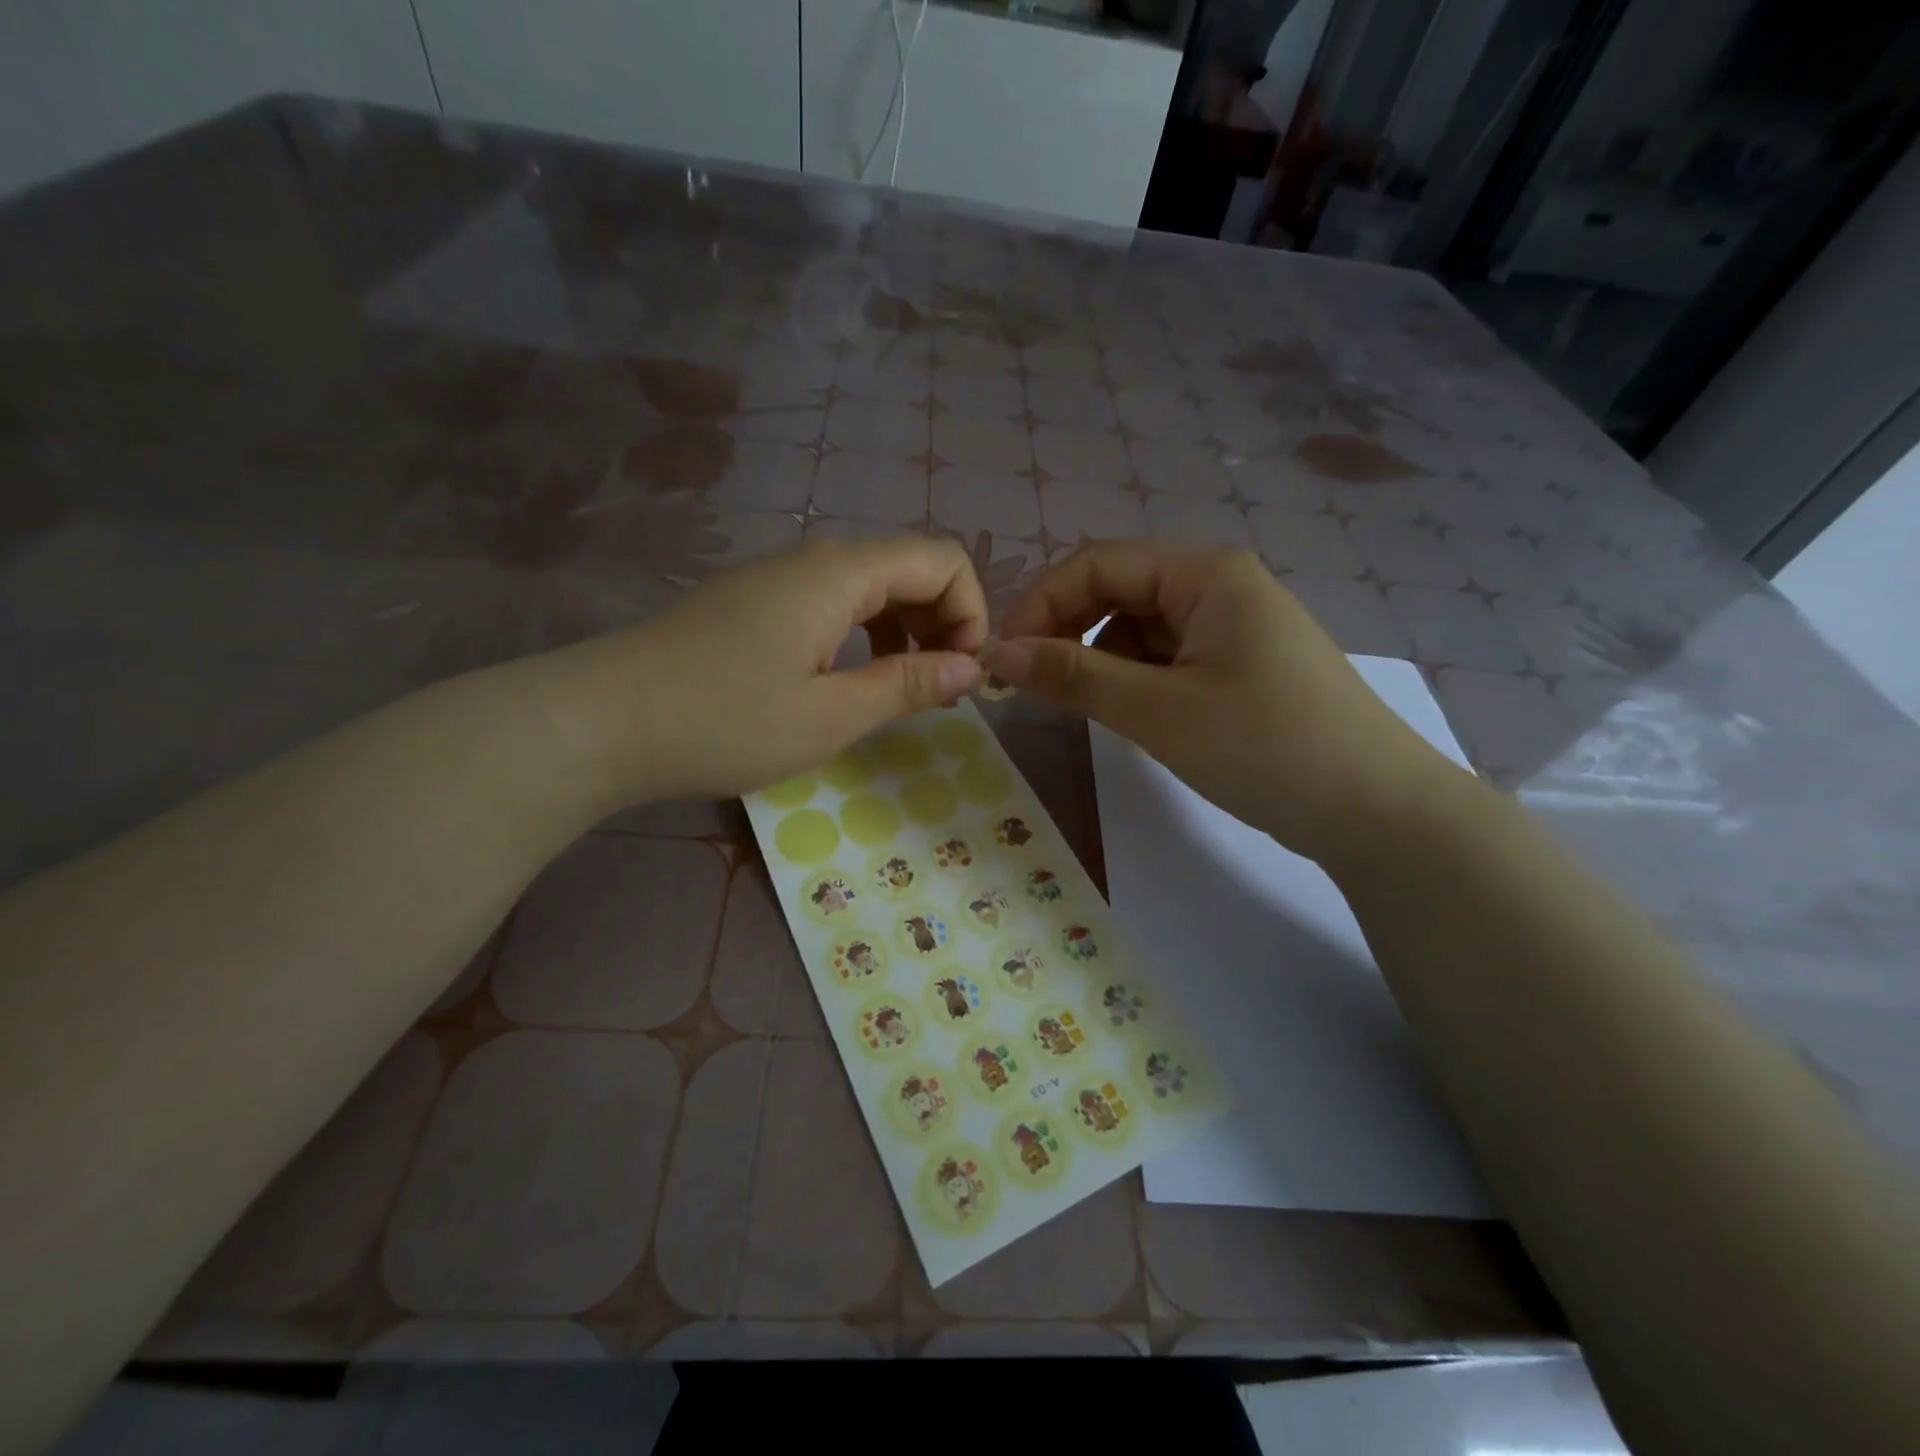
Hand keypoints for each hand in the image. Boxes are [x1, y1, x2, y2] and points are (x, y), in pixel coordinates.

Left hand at [545, 537, 986, 803]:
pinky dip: (863, 636)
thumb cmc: (724, 722)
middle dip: (942, 622)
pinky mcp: (753, 605)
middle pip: (909, 567)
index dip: (971, 611)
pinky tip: (847, 682)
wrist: (601, 722)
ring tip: (899, 692)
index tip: (963, 676)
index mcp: (839, 575)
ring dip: (904, 631)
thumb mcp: (829, 716)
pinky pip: (831, 604)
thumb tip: (971, 668)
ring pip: (870, 586)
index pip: (941, 558)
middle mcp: (812, 561)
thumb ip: (907, 685)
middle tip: (937, 691)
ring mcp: (777, 580)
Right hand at [983, 540, 1460, 867]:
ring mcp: (1234, 625)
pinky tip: (1135, 716)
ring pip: (1140, 627)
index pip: (1097, 564)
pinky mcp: (1240, 664)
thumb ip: (1073, 676)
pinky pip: (1168, 656)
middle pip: (1118, 590)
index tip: (1002, 656)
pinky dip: (1136, 679)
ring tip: (1089, 708)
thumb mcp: (1158, 711)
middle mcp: (1219, 584)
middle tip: (1030, 684)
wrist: (1377, 811)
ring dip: (1101, 659)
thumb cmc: (1266, 747)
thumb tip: (998, 653)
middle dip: (1068, 631)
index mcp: (1205, 572)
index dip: (1041, 603)